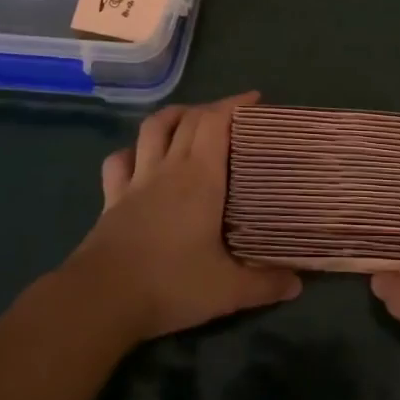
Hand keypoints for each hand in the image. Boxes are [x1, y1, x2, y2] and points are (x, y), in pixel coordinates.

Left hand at [66, 92, 301, 341]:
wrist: (101, 299)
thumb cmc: (170, 284)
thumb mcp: (227, 290)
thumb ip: (265, 284)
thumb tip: (298, 285)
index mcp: (200, 177)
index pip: (216, 122)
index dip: (235, 104)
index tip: (255, 100)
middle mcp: (169, 168)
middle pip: (188, 119)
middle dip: (212, 109)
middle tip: (232, 116)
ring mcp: (136, 180)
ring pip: (152, 129)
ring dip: (172, 116)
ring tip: (188, 119)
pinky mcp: (112, 198)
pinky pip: (119, 161)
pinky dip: (132, 151)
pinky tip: (140, 158)